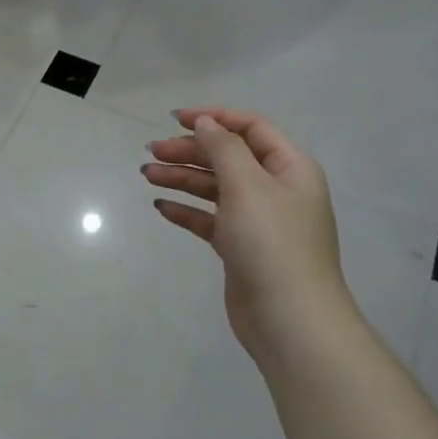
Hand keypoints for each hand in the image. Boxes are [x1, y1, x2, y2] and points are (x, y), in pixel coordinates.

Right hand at [144, 107, 351, 369]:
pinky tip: (161, 207)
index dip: (214, 119)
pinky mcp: (241, 248)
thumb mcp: (248, 185)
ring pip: (216, 188)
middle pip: (229, 157)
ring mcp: (259, 221)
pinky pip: (210, 220)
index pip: (251, 128)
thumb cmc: (272, 243)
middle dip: (191, 151)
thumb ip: (224, 148)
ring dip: (183, 179)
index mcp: (290, 168)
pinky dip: (187, 211)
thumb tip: (206, 123)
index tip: (175, 119)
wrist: (290, 319)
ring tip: (147, 176)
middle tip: (152, 152)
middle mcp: (277, 190)